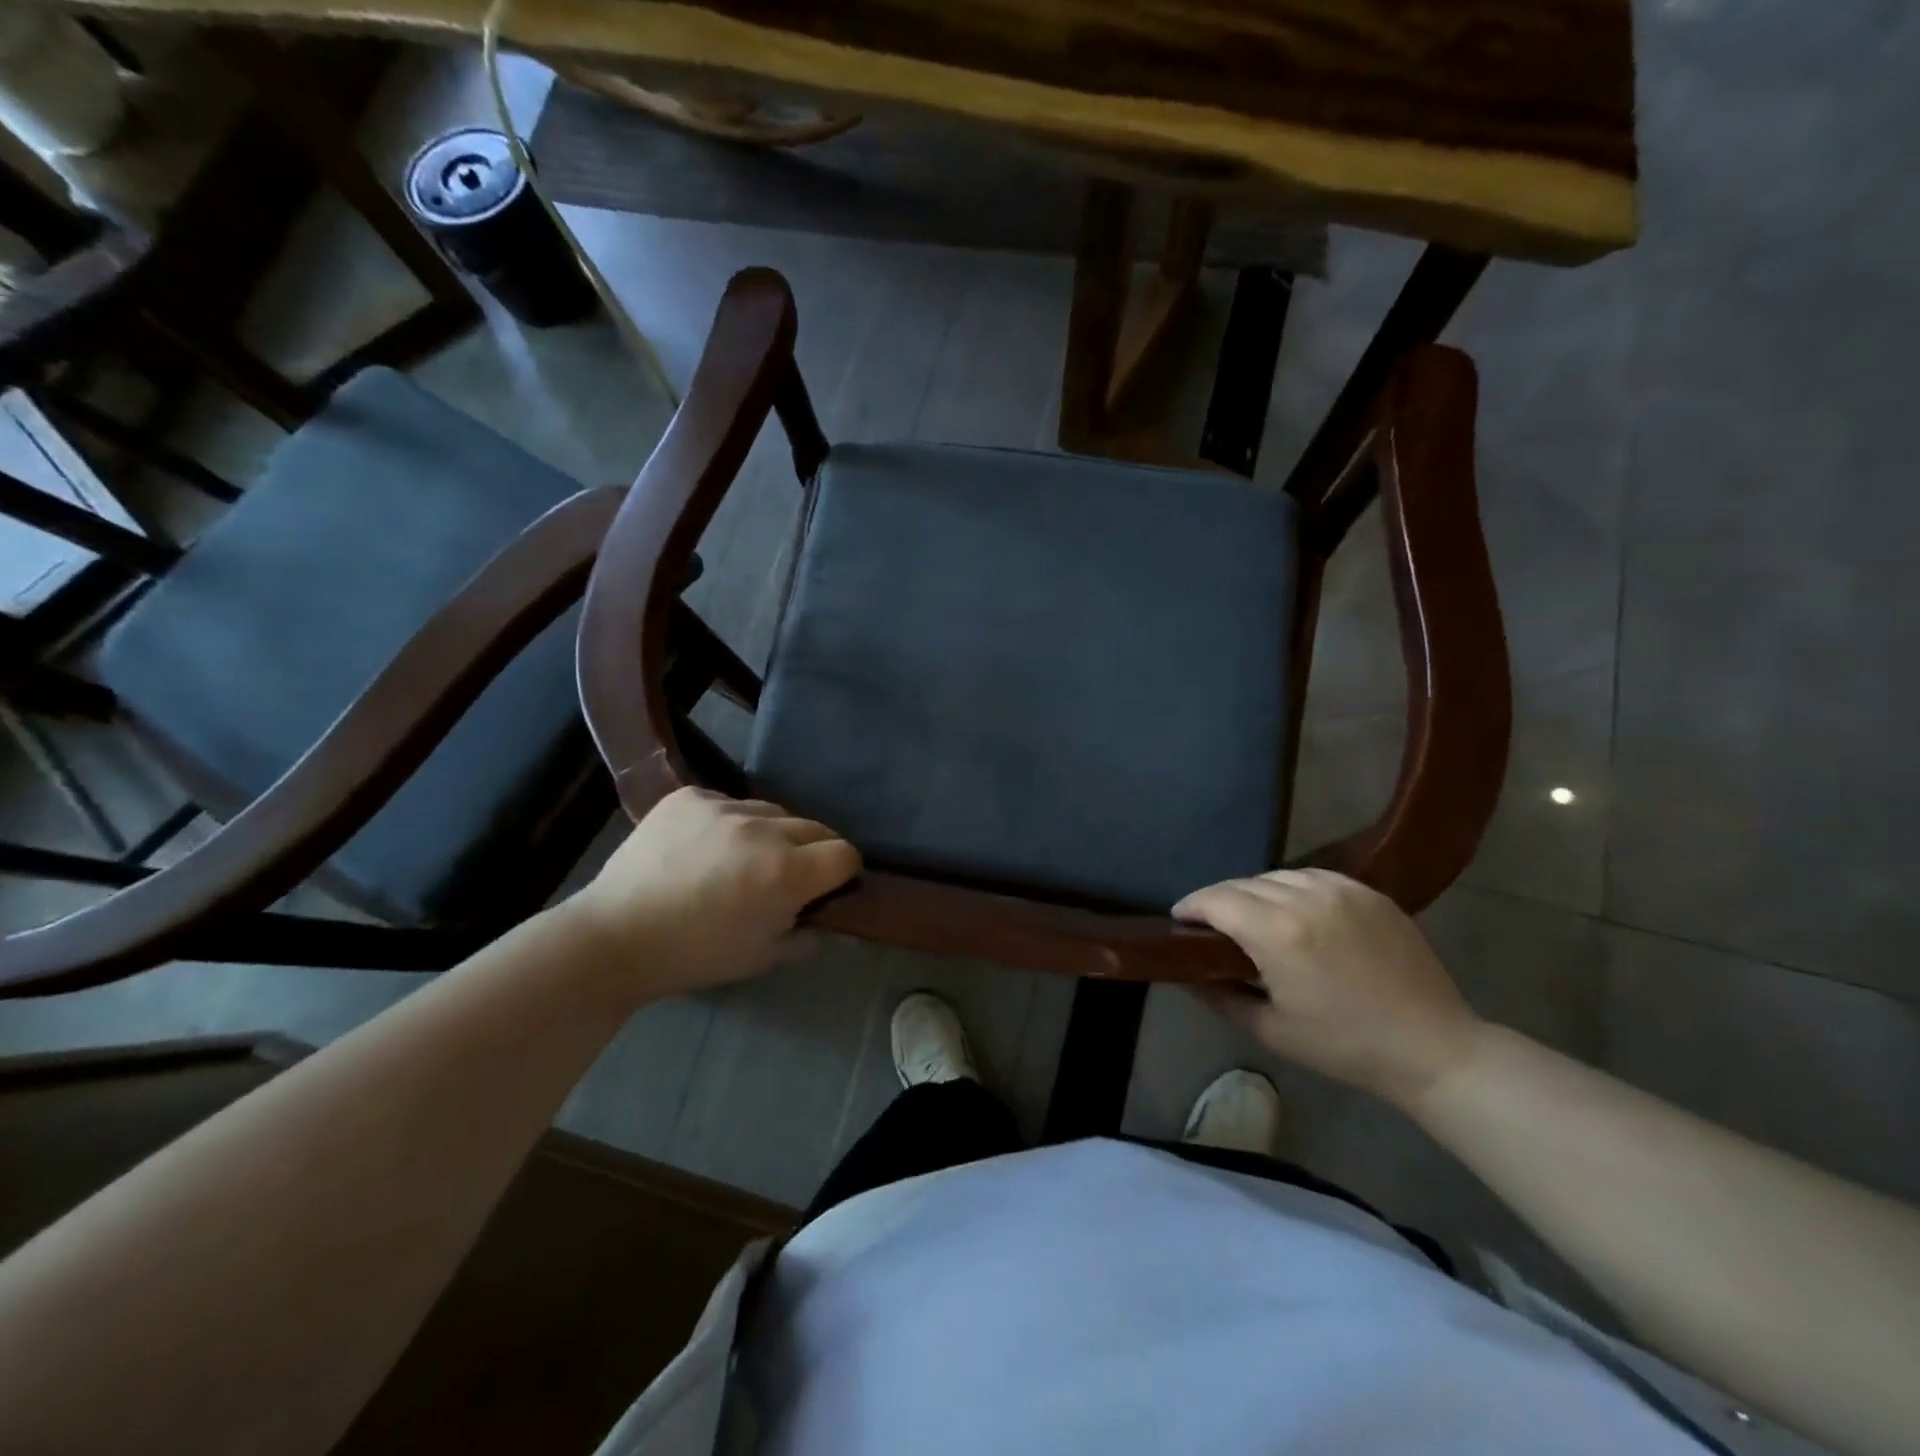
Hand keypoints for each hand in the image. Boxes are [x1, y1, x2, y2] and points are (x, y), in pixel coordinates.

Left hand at [568, 787, 859, 997]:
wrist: (616, 937)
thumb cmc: (696, 955)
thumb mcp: (764, 957)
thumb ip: (809, 935)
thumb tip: (829, 919)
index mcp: (786, 872)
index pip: (845, 853)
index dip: (843, 872)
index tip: (828, 887)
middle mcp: (763, 829)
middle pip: (815, 827)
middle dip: (812, 852)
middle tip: (786, 876)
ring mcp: (724, 806)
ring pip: (773, 811)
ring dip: (771, 833)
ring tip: (742, 858)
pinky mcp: (690, 795)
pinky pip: (729, 802)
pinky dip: (728, 822)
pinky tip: (705, 846)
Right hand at [1174, 869, 1482, 1106]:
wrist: (1432, 1048)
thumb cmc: (1344, 1046)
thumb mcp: (1271, 1029)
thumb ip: (1220, 996)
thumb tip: (1184, 974)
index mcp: (1278, 932)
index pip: (1216, 900)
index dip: (1190, 906)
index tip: (1179, 920)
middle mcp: (1305, 898)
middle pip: (1242, 884)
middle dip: (1219, 900)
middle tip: (1211, 925)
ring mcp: (1341, 890)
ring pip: (1276, 875)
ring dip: (1255, 891)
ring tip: (1253, 916)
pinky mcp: (1368, 891)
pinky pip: (1313, 876)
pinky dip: (1292, 887)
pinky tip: (1294, 909)